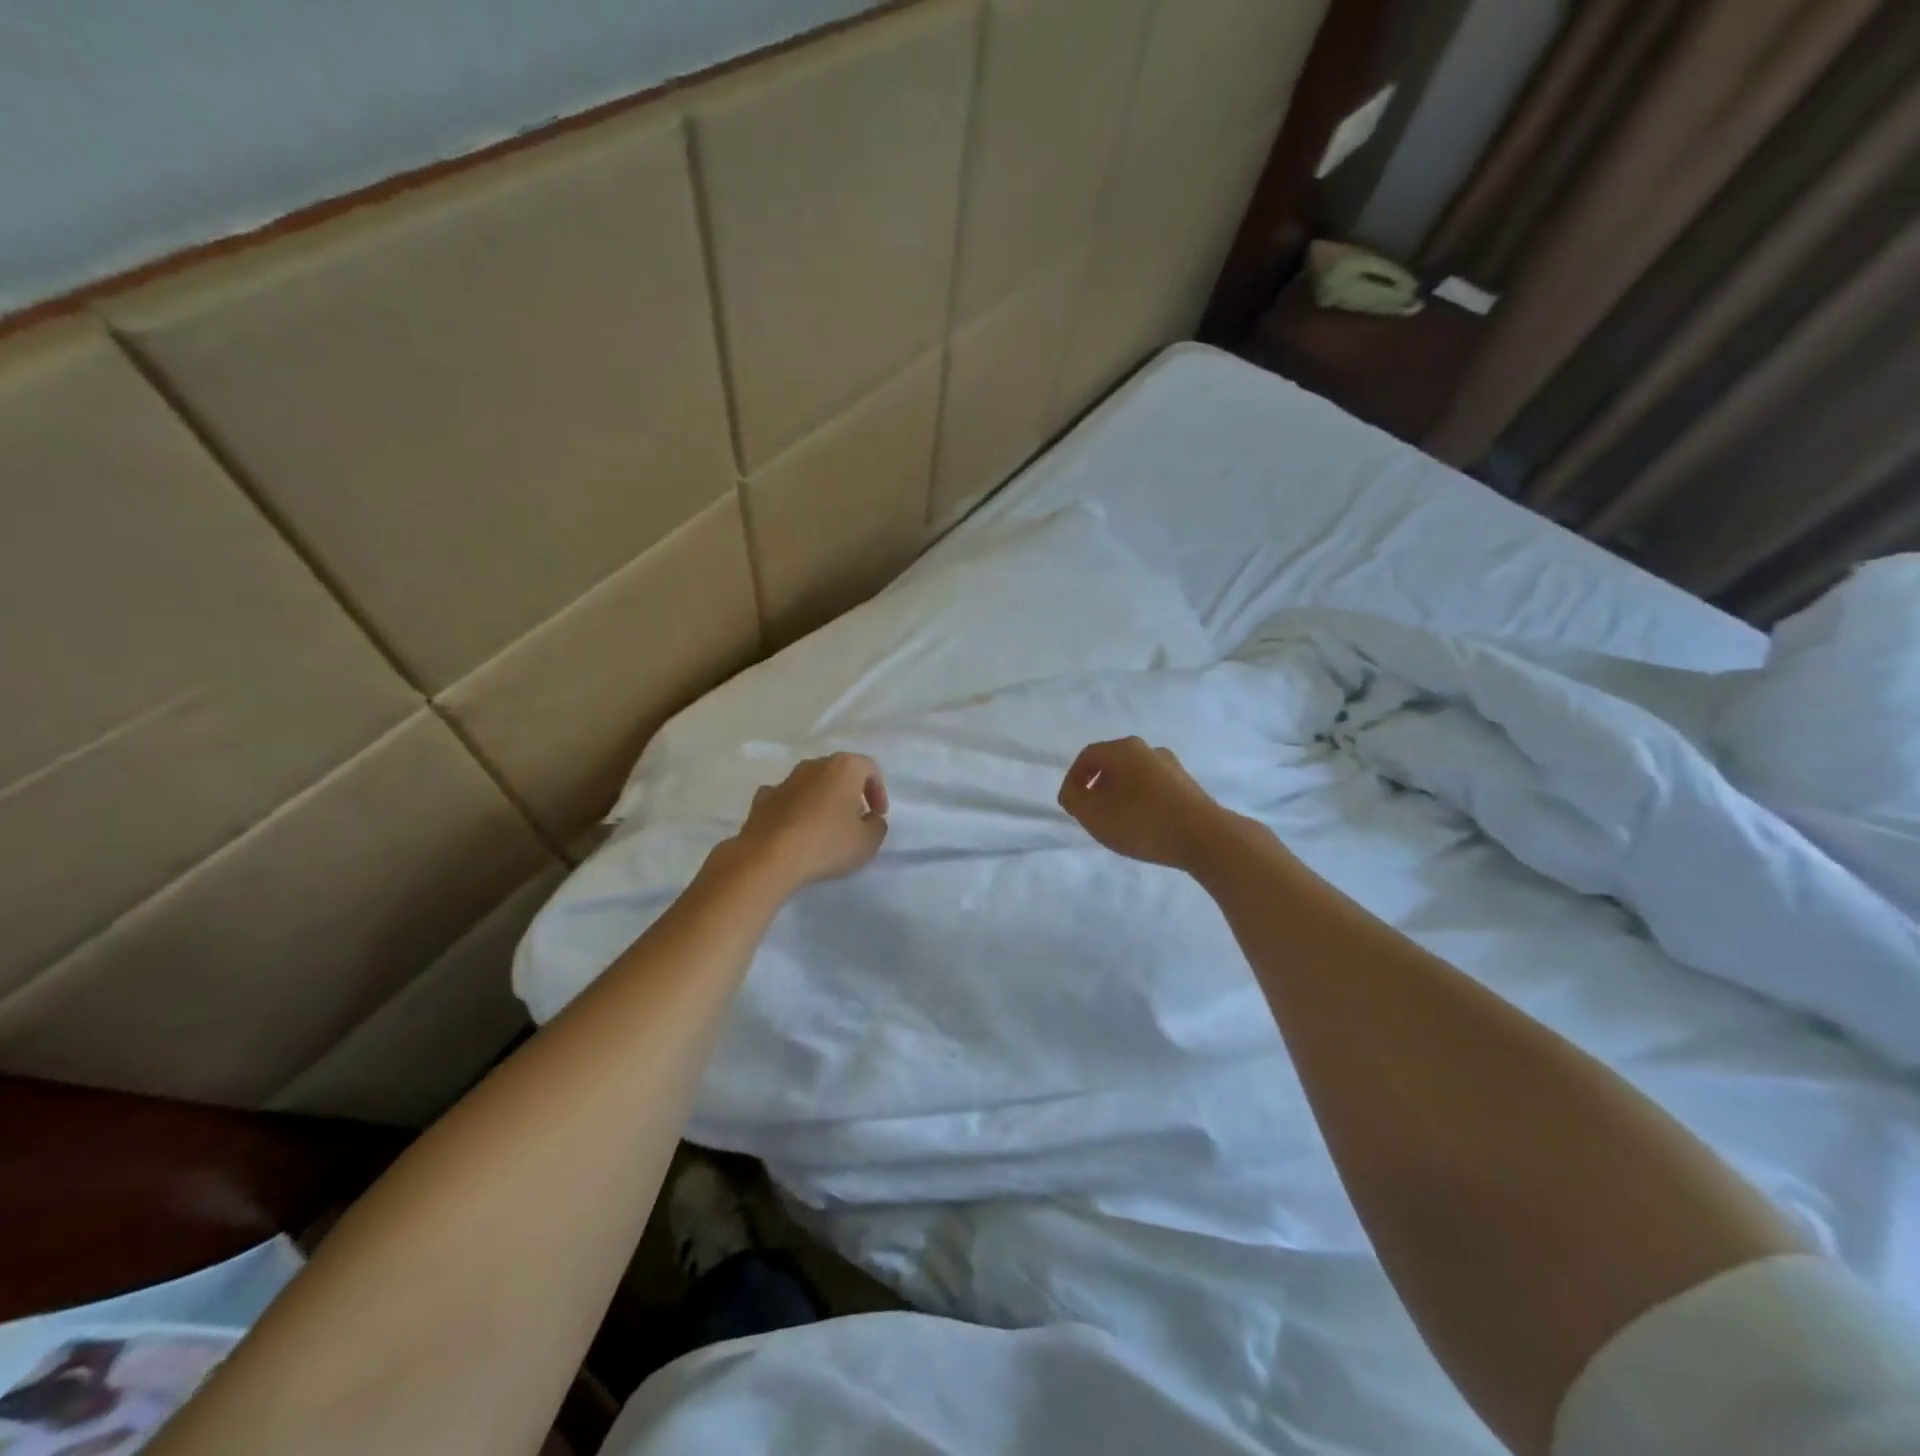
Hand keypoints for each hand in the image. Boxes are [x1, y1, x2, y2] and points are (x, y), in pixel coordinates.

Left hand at [726, 753, 888, 891]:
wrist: (768, 857)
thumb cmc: (826, 844)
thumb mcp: (868, 842)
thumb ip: (877, 825)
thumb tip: (870, 819)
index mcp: (843, 767)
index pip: (869, 769)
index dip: (878, 792)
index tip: (877, 816)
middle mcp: (813, 765)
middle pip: (838, 773)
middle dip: (849, 793)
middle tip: (854, 820)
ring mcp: (784, 780)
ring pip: (811, 784)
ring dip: (821, 800)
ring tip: (824, 828)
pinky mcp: (761, 799)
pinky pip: (787, 799)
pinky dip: (794, 810)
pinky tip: (795, 832)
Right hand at [1057, 738, 1237, 870]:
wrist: (1205, 837)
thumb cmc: (1141, 821)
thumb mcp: (1093, 814)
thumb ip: (1074, 799)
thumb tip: (1073, 791)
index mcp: (1123, 749)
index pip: (1088, 755)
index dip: (1073, 778)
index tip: (1071, 803)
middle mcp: (1148, 750)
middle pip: (1112, 763)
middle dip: (1097, 786)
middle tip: (1091, 811)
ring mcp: (1172, 766)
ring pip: (1134, 776)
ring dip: (1119, 794)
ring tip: (1117, 821)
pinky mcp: (1188, 786)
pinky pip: (1153, 788)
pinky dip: (1140, 801)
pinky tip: (1142, 824)